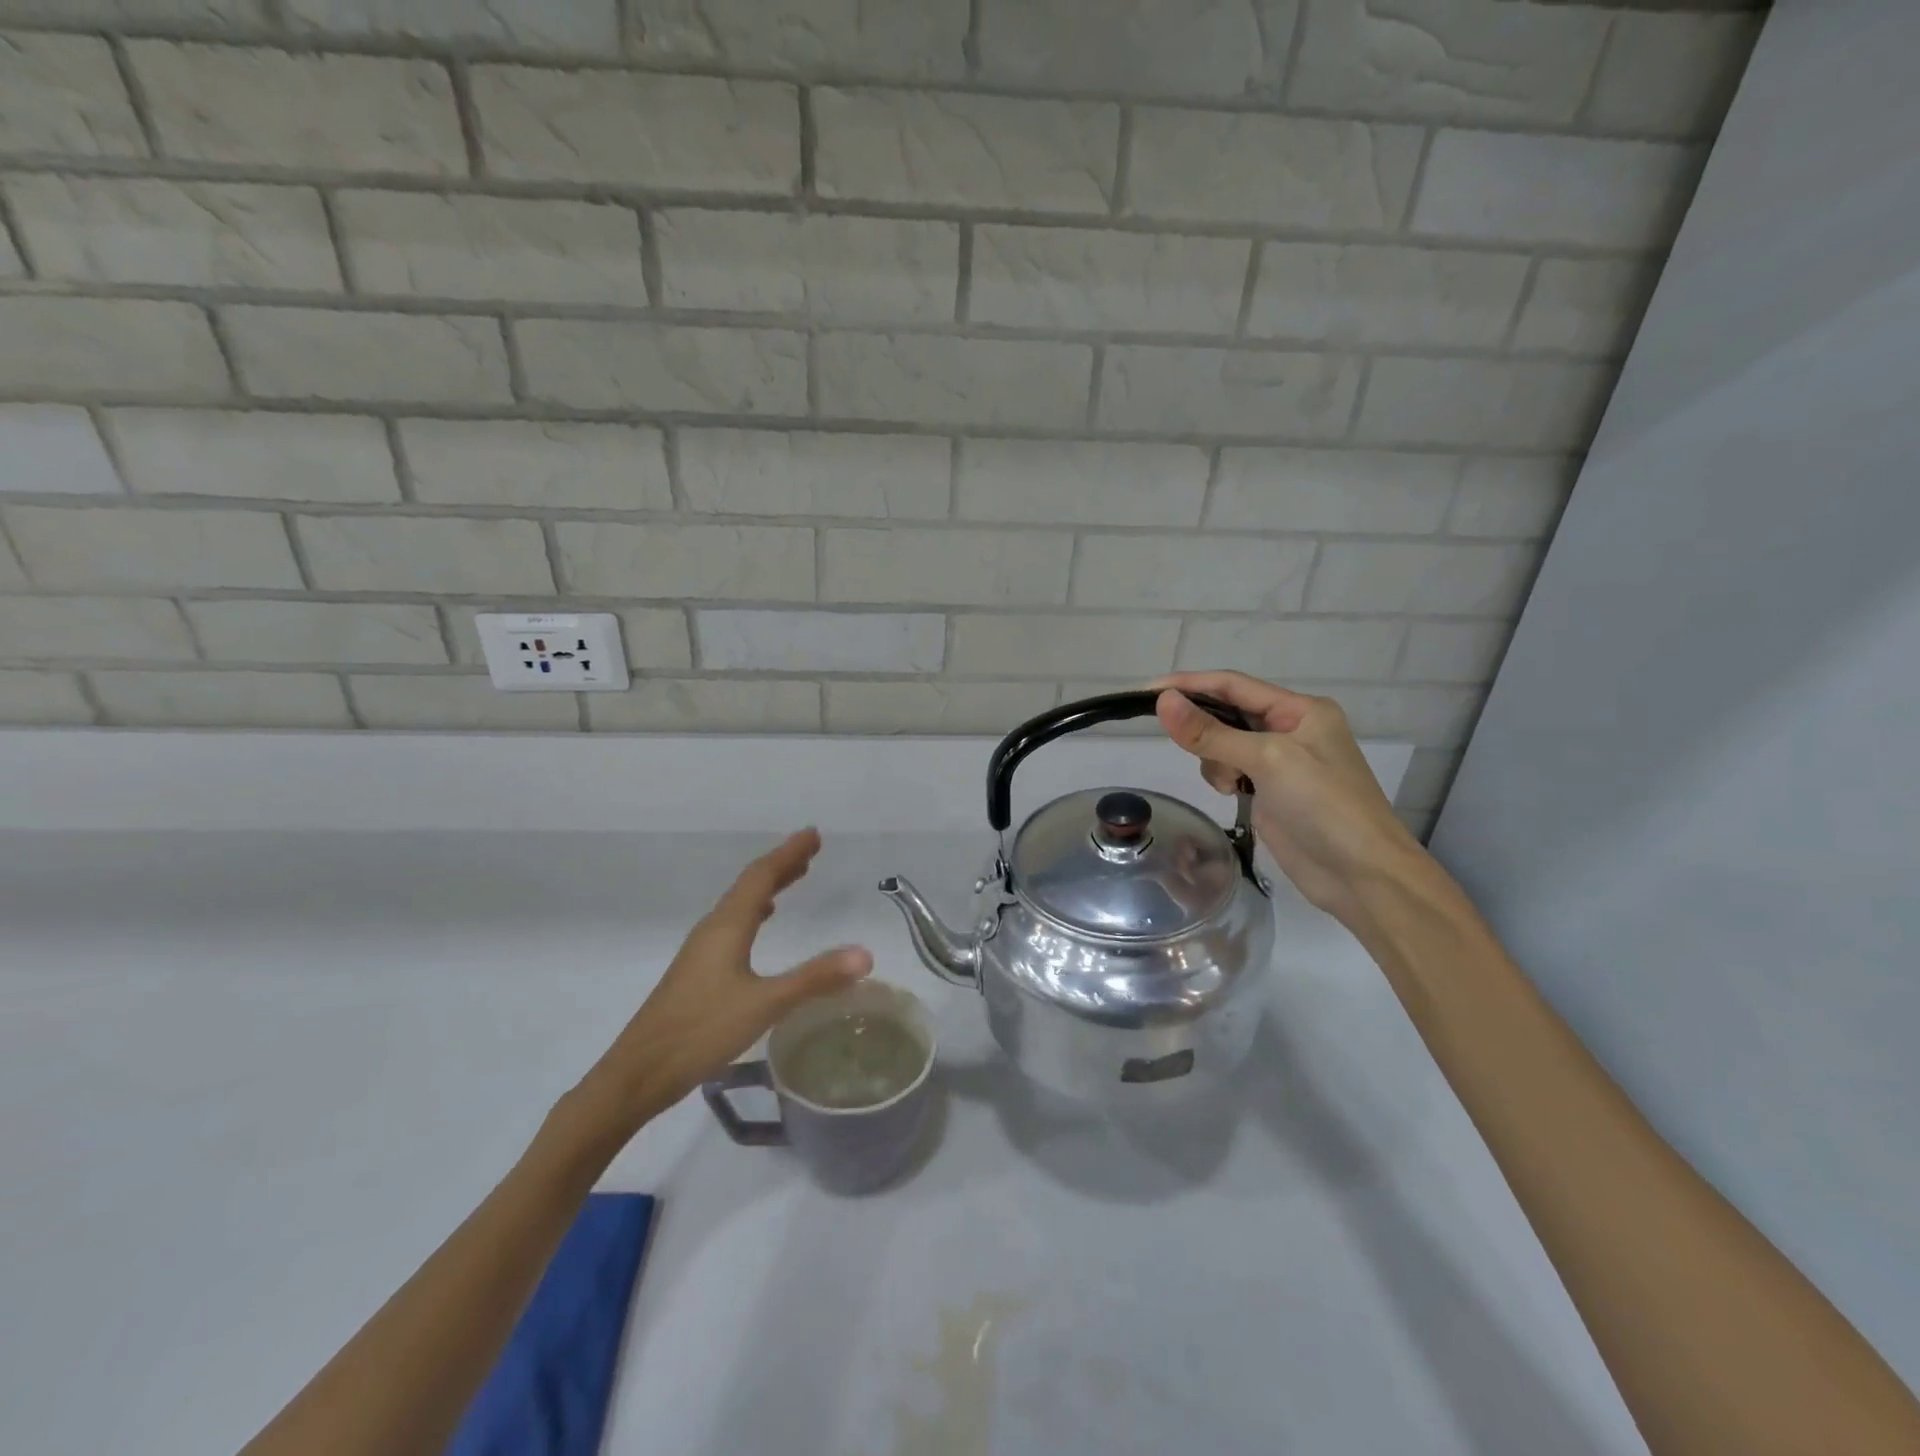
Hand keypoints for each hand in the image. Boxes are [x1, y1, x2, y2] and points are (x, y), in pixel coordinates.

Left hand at [574, 829, 871, 1133]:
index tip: (813, 834)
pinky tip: (760, 924)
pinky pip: (733, 925)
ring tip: (794, 878)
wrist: (639, 1073)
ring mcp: (702, 951)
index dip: (789, 853)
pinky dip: (754, 912)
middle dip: (781, 865)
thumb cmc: (701, 1030)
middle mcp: (713, 930)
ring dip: (768, 887)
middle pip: (750, 885)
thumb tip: (865, 954)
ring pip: (740, 905)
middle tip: (811, 850)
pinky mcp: (698, 972)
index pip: (762, 876)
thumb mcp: (765, 1004)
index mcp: (727, 927)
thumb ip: (815, 978)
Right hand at [1153, 671, 1425, 924]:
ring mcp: (1281, 762)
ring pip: (1224, 744)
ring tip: (1231, 784)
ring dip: (1215, 759)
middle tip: (1178, 741)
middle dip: (1204, 728)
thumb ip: (1211, 732)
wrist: (1361, 874)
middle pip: (1227, 713)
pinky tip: (1233, 795)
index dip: (1189, 684)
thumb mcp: (1266, 760)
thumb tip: (1161, 701)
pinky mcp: (1271, 791)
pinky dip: (1223, 778)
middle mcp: (1291, 729)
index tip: (1146, 691)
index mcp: (1301, 709)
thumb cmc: (1323, 805)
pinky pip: (1231, 770)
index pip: (1233, 685)